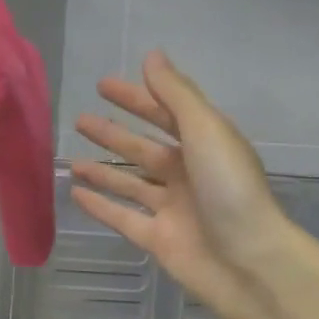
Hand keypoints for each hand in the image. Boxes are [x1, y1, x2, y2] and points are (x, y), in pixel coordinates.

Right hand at [71, 52, 302, 318]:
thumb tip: (151, 56)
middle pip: (144, 148)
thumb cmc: (230, 189)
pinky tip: (75, 194)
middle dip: (114, 134)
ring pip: (130, 183)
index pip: (166, 113)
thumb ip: (176, 94)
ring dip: (103, 170)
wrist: (249, 262)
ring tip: (70, 159)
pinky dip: (100, 206)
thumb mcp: (206, 130)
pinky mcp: (158, 240)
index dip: (136, 98)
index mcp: (205, 144)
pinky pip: (123, 218)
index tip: (103, 86)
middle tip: (80, 120)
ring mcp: (172, 209)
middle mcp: (189, 173)